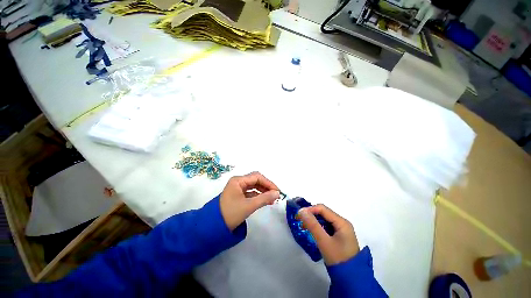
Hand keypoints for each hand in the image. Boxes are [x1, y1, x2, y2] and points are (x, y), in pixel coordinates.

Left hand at [220, 172, 279, 230]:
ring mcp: (236, 190)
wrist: (216, 224)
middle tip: (276, 196)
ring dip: (263, 192)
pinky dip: (258, 197)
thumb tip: (277, 193)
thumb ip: (264, 198)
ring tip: (272, 200)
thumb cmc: (232, 213)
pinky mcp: (237, 197)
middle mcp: (237, 183)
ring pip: (253, 187)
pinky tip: (265, 202)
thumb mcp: (249, 205)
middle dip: (266, 187)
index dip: (269, 183)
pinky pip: (250, 194)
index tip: (278, 192)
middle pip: (255, 181)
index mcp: (238, 181)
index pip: (257, 177)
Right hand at [298, 204, 358, 264]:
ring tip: (304, 229)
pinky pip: (328, 229)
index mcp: (342, 222)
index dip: (310, 210)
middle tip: (299, 224)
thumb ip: (313, 226)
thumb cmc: (337, 256)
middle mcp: (343, 224)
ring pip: (326, 222)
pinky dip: (320, 230)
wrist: (348, 272)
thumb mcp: (324, 241)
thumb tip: (302, 211)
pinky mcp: (340, 238)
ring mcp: (342, 231)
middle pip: (325, 215)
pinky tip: (313, 235)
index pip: (323, 209)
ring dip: (315, 224)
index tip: (297, 216)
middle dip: (312, 217)